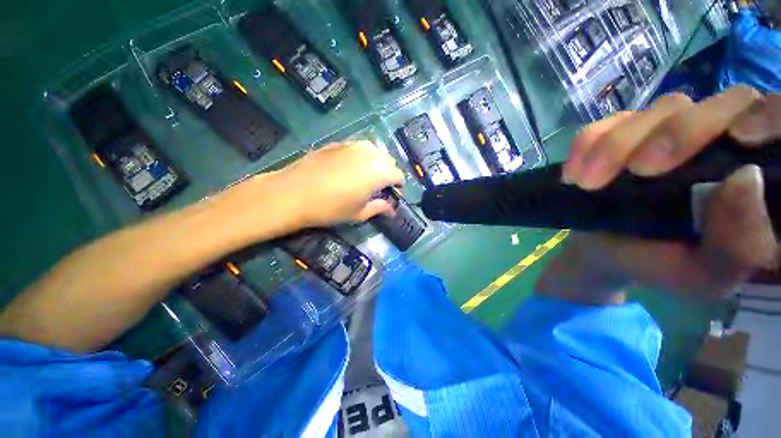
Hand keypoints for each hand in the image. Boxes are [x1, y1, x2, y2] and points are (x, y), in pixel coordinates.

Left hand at [274, 141, 404, 227]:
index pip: (398, 175)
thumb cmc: (331, 208)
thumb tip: (392, 209)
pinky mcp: (339, 142)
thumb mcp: (359, 213)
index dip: (399, 185)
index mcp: (379, 171)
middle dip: (388, 173)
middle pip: (388, 160)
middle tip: (379, 187)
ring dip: (376, 163)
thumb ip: (379, 208)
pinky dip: (362, 157)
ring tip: (366, 176)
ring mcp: (353, 145)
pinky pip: (359, 148)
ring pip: (375, 151)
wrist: (293, 193)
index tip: (394, 193)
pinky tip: (350, 168)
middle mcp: (370, 153)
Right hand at [540, 87, 780, 301]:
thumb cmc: (663, 264)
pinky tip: (574, 171)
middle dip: (677, 135)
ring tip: (587, 184)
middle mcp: (724, 139)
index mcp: (756, 173)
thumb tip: (748, 178)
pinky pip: (611, 120)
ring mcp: (672, 129)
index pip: (780, 121)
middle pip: (722, 103)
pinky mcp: (628, 131)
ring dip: (618, 145)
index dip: (769, 116)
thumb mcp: (706, 272)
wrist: (607, 252)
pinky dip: (589, 142)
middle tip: (636, 173)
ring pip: (662, 109)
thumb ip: (739, 243)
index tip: (741, 137)